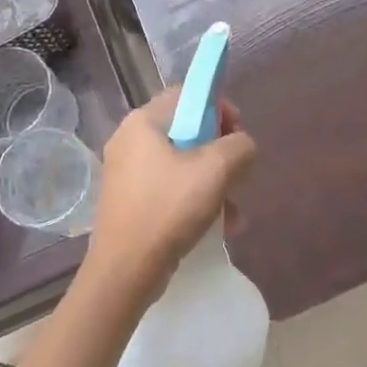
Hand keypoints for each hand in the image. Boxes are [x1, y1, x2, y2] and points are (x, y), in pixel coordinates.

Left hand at [87, 85, 257, 295]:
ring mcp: (126, 173)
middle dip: (220, 153)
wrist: (124, 272)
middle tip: (237, 175)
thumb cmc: (168, 209)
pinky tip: (218, 227)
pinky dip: (195, 201)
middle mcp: (129, 140)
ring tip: (233, 212)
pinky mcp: (129, 202)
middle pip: (187, 130)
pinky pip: (170, 188)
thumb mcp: (216, 170)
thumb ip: (239, 146)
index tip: (237, 134)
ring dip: (213, 182)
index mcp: (143, 122)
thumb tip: (242, 145)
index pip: (187, 95)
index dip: (218, 108)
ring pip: (182, 164)